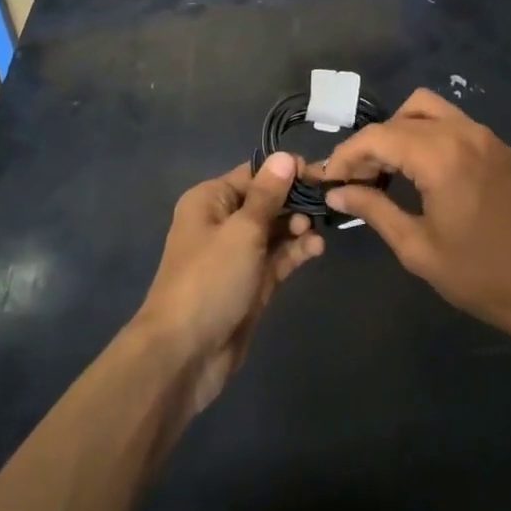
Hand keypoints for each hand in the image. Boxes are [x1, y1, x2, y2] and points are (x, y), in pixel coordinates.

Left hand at [135, 154, 324, 416]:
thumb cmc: (210, 280)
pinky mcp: (251, 284)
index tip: (321, 174)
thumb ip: (268, 194)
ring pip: (275, 230)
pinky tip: (316, 249)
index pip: (255, 174)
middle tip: (327, 204)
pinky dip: (296, 251)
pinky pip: (277, 258)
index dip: (287, 171)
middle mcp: (222, 222)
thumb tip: (285, 156)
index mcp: (211, 200)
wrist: (184, 354)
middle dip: (296, 201)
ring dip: (298, 227)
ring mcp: (237, 255)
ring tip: (317, 232)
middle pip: (267, 201)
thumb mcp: (242, 230)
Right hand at [321, 90, 510, 344]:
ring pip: (430, 110)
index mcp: (442, 156)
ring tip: (387, 171)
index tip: (329, 179)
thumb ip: (374, 210)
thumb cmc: (481, 277)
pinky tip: (422, 173)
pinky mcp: (503, 150)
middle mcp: (465, 133)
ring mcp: (489, 138)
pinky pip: (455, 125)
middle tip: (357, 180)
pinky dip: (429, 136)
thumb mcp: (418, 248)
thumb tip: (337, 192)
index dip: (347, 154)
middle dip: (373, 143)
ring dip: (401, 131)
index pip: (378, 136)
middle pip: (402, 116)